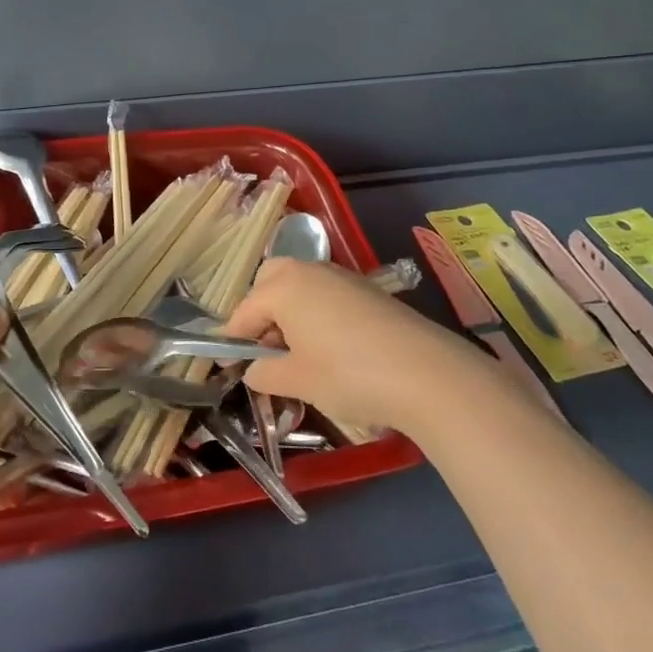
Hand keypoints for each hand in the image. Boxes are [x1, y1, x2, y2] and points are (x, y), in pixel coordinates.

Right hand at [224, 258, 487, 438]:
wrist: (426, 374)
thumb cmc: (348, 375)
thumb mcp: (297, 381)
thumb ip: (264, 373)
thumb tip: (253, 370)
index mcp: (284, 287)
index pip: (244, 311)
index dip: (232, 340)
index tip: (226, 366)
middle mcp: (309, 271)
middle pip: (270, 282)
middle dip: (260, 312)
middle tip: (263, 350)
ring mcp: (342, 277)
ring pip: (300, 285)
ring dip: (288, 312)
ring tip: (296, 354)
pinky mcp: (367, 290)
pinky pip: (325, 294)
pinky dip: (315, 313)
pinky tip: (328, 348)